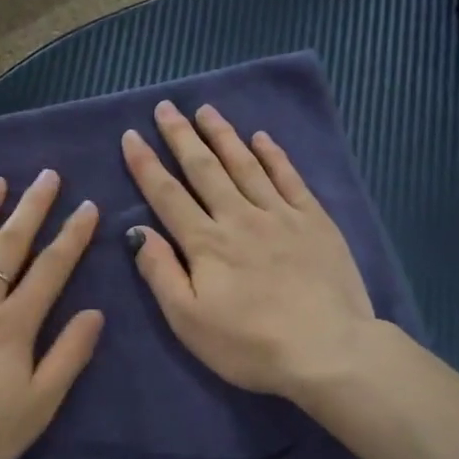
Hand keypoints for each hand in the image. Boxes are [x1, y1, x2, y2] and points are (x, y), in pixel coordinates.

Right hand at [121, 100, 375, 398]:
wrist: (327, 351)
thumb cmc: (249, 345)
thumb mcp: (188, 321)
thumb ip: (161, 273)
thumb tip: (137, 232)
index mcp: (205, 244)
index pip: (167, 195)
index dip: (146, 165)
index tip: (131, 135)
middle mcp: (239, 218)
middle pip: (205, 169)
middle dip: (182, 137)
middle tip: (167, 107)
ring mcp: (280, 216)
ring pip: (246, 165)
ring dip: (223, 136)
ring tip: (206, 111)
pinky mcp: (315, 222)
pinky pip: (289, 178)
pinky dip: (274, 155)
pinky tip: (262, 138)